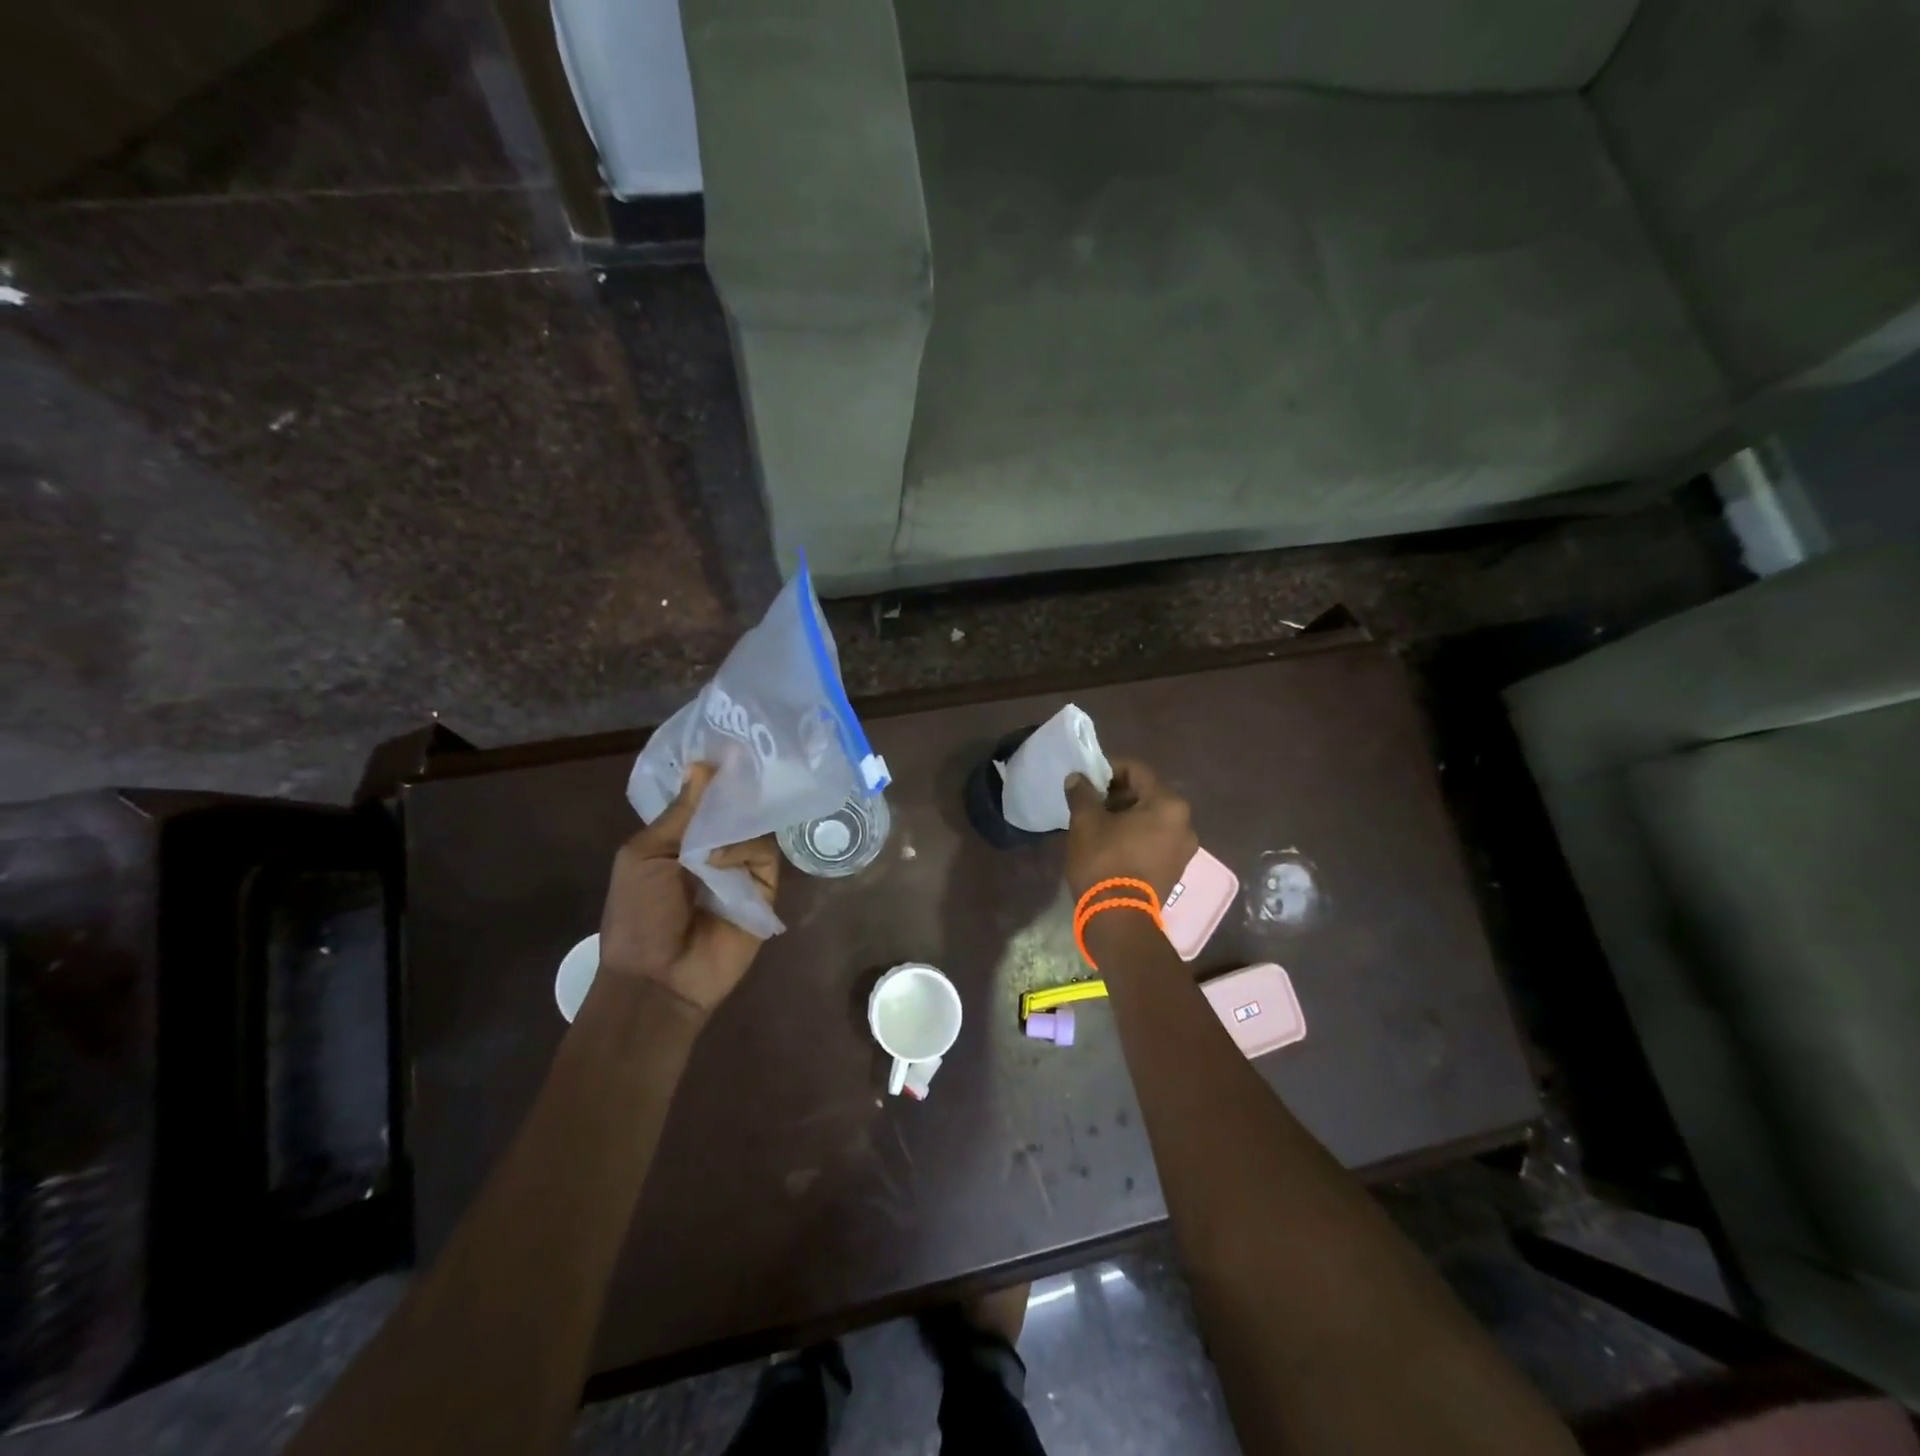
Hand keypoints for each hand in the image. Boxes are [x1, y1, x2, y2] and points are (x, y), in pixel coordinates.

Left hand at [598, 763, 779, 1016]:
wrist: (658, 978)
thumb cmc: (638, 916)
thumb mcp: (644, 856)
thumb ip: (679, 813)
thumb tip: (703, 765)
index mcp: (680, 839)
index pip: (704, 798)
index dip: (713, 776)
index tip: (728, 745)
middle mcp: (714, 849)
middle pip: (735, 807)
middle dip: (736, 789)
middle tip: (746, 761)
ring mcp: (741, 869)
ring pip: (754, 826)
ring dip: (733, 825)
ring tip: (713, 839)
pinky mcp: (764, 889)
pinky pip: (765, 855)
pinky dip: (743, 851)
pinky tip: (721, 862)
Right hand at [1064, 758, 1197, 901]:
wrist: (1118, 918)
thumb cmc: (1104, 861)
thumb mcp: (1086, 822)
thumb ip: (1082, 793)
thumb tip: (1077, 778)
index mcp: (1168, 804)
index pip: (1137, 770)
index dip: (1110, 769)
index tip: (1088, 778)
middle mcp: (1185, 823)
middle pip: (1147, 794)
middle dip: (1118, 794)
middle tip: (1091, 801)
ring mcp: (1184, 848)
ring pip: (1152, 818)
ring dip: (1126, 815)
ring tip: (1098, 822)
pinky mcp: (1176, 868)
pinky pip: (1155, 838)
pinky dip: (1135, 834)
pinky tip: (1111, 842)